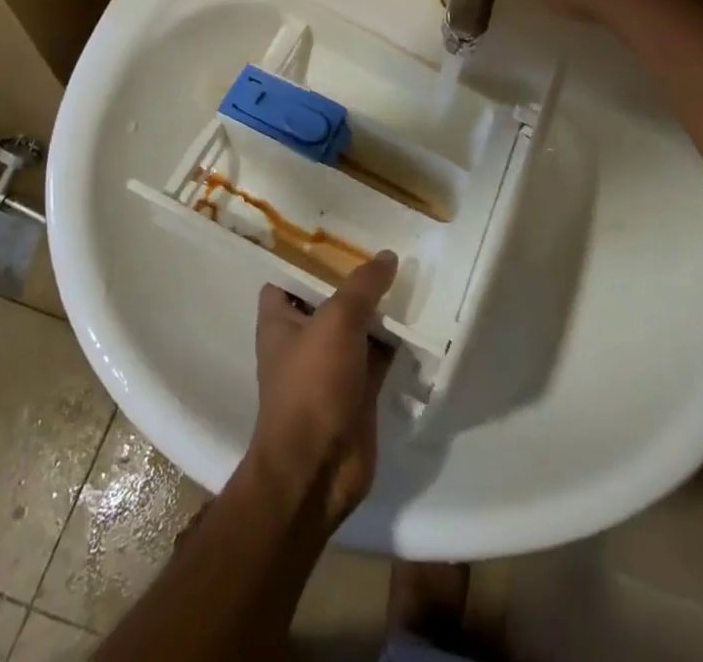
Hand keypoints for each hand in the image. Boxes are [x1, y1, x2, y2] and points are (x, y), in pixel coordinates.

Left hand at [248, 252, 398, 530]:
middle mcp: (303, 338)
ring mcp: (332, 366)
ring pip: (358, 325)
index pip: (288, 275)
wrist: (319, 470)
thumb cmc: (312, 385)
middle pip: (330, 297)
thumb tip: (387, 256)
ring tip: (411, 271)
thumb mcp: (336, 321)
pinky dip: (398, 340)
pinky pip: (380, 354)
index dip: (308, 254)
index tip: (339, 232)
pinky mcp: (359, 389)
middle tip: (388, 245)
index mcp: (280, 319)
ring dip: (380, 308)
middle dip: (355, 277)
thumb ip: (362, 285)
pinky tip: (422, 317)